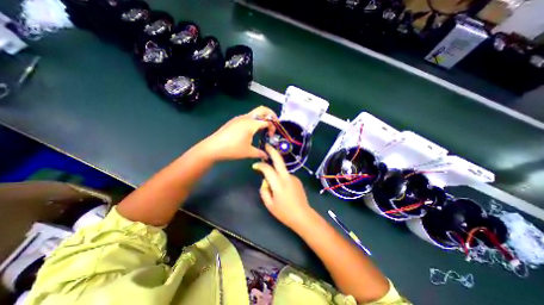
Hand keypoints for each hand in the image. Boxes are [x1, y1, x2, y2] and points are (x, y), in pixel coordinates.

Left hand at [201, 106, 275, 160]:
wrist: (213, 147)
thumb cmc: (232, 149)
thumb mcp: (248, 152)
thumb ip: (260, 153)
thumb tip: (267, 156)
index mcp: (251, 124)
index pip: (267, 121)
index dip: (273, 127)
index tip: (271, 136)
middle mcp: (246, 118)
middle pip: (262, 109)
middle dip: (271, 114)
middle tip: (275, 123)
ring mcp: (240, 118)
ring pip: (255, 113)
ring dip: (262, 118)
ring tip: (264, 129)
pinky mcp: (235, 121)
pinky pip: (249, 117)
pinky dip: (255, 121)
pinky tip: (253, 131)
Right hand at [253, 144, 312, 229]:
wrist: (303, 216)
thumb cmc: (284, 212)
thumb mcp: (269, 204)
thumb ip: (264, 190)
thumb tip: (265, 181)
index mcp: (278, 183)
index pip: (267, 169)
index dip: (260, 166)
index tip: (255, 166)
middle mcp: (287, 177)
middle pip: (279, 160)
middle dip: (272, 151)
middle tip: (266, 145)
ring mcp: (293, 177)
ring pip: (282, 170)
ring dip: (276, 171)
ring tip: (273, 183)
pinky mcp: (297, 180)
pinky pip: (286, 176)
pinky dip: (282, 178)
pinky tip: (283, 189)